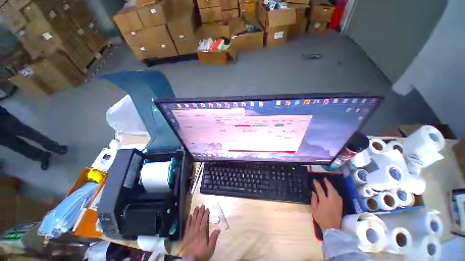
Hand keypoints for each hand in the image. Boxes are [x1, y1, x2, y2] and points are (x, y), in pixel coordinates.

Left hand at [180, 205, 219, 260]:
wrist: (189, 260)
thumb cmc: (201, 254)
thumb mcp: (210, 249)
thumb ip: (213, 239)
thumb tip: (218, 229)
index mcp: (202, 233)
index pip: (204, 221)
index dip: (206, 214)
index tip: (207, 209)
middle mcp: (195, 231)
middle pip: (198, 219)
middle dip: (200, 211)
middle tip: (202, 205)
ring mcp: (190, 232)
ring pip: (193, 220)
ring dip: (195, 213)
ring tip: (196, 207)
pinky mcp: (186, 235)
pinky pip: (187, 225)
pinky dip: (188, 220)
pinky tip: (190, 215)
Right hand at [309, 178, 342, 232]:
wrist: (332, 228)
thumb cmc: (321, 218)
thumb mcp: (314, 209)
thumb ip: (313, 200)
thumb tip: (313, 192)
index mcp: (324, 201)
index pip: (320, 190)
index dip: (317, 184)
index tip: (314, 180)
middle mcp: (332, 200)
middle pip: (330, 189)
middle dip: (327, 183)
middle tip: (324, 178)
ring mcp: (337, 203)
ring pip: (335, 192)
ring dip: (332, 187)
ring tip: (328, 183)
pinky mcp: (340, 206)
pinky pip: (338, 196)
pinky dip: (335, 192)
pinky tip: (334, 191)